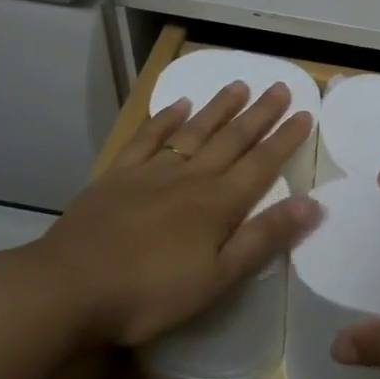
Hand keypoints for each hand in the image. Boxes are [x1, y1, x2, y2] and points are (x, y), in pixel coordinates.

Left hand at [23, 82, 320, 346]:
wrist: (68, 287)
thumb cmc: (150, 293)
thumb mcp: (218, 278)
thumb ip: (263, 238)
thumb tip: (312, 203)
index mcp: (218, 204)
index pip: (261, 164)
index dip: (285, 139)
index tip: (305, 114)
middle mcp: (190, 178)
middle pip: (232, 139)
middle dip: (260, 114)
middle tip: (280, 87)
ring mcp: (151, 172)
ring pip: (194, 132)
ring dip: (219, 108)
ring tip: (240, 85)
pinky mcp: (117, 176)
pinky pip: (147, 139)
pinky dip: (165, 119)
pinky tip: (177, 105)